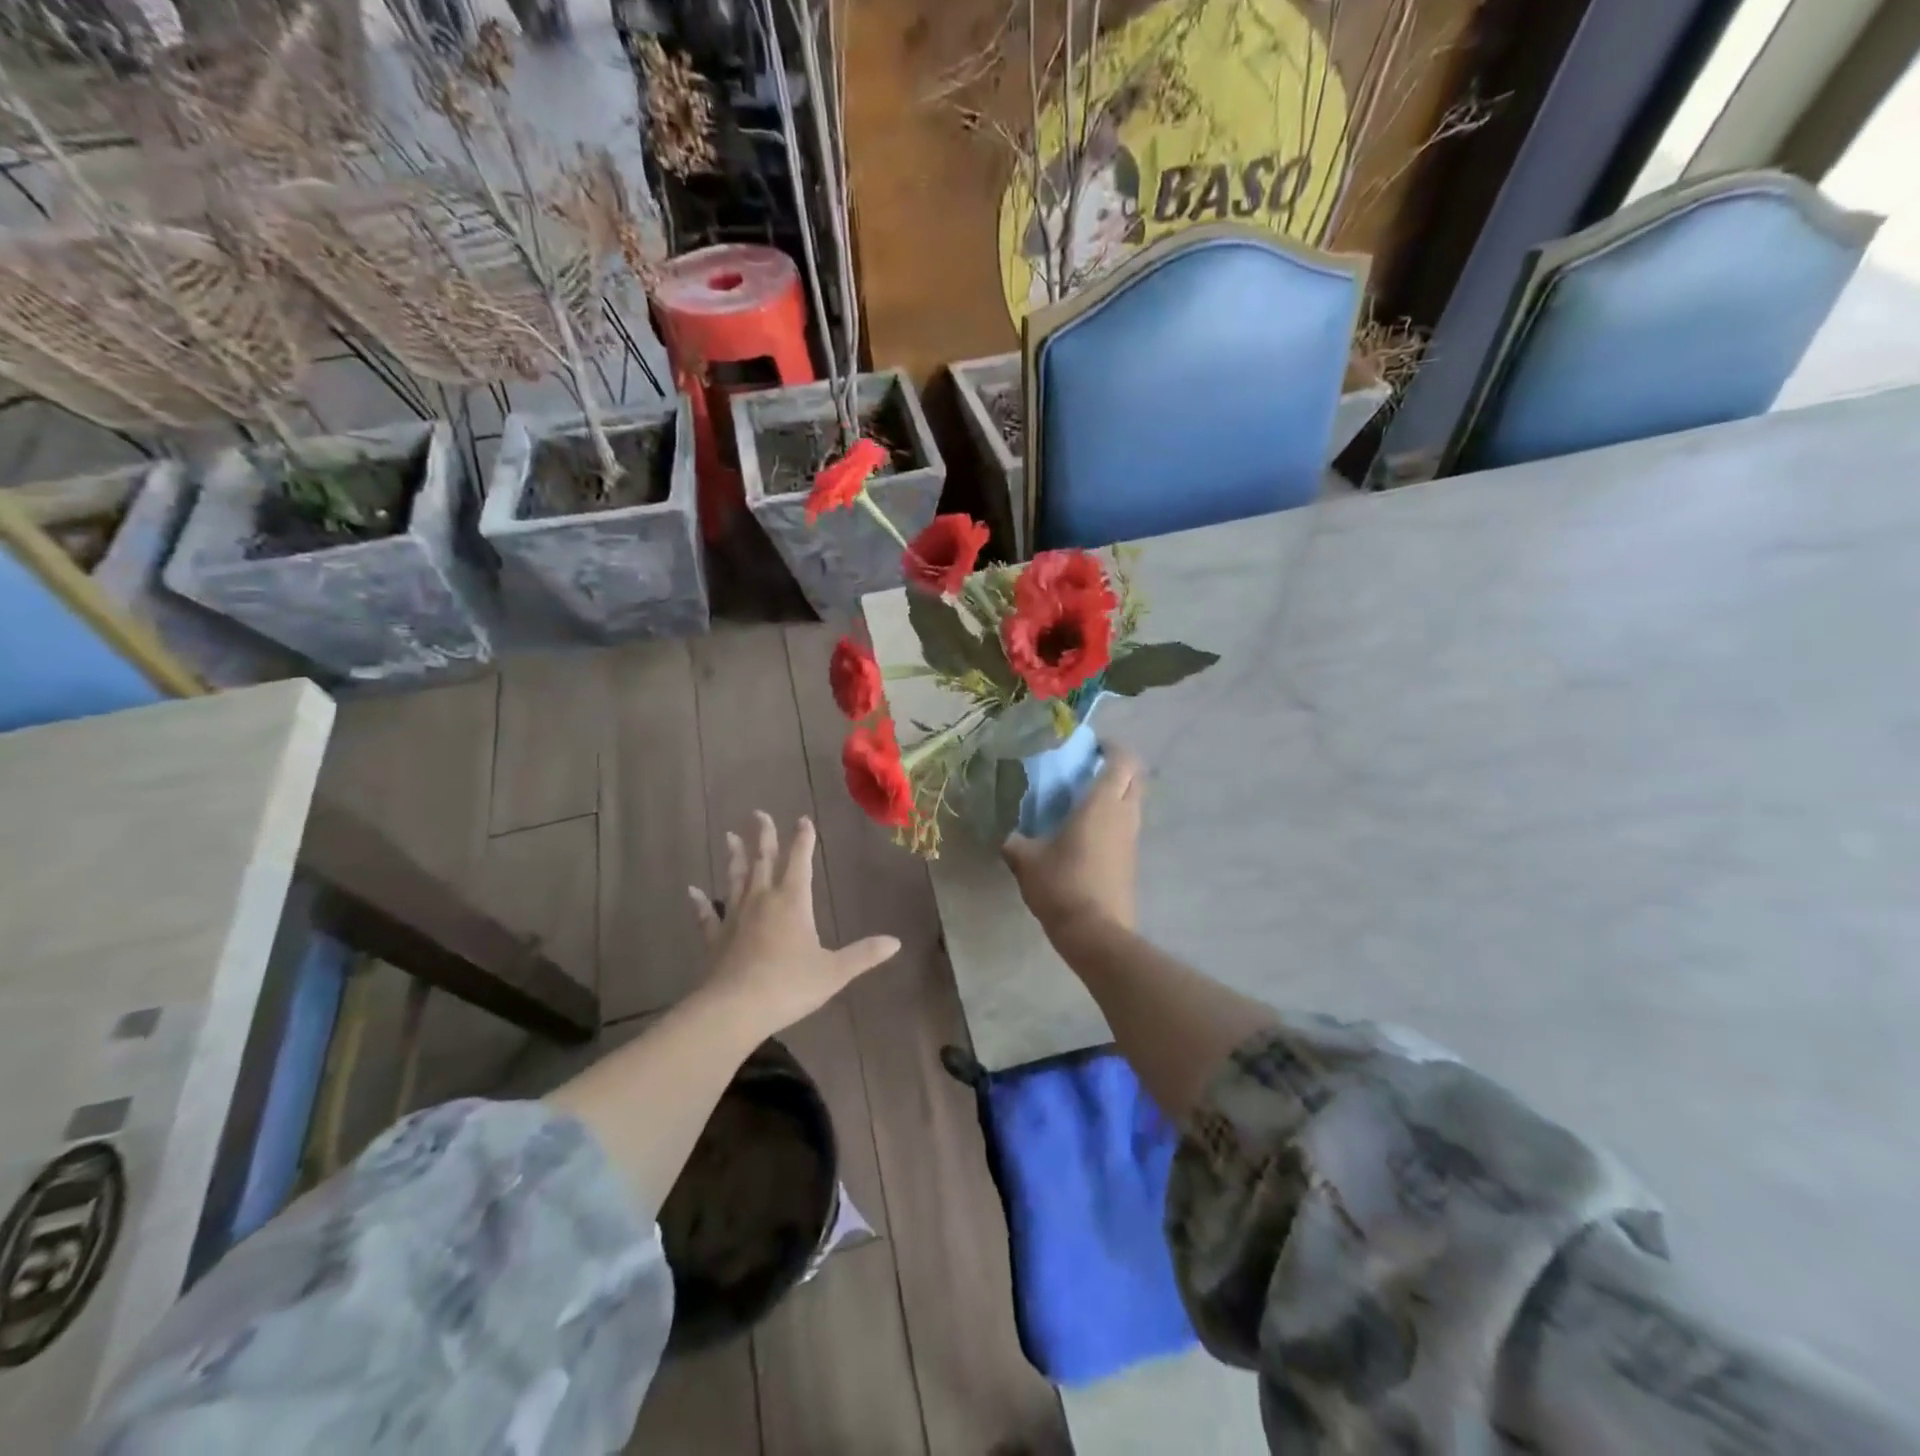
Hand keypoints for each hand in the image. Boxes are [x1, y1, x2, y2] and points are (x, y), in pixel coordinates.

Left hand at [689, 812, 899, 1035]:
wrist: (735, 1009)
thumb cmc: (789, 985)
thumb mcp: (834, 972)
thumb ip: (864, 955)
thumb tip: (896, 942)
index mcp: (792, 902)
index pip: (799, 861)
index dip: (803, 839)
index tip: (802, 819)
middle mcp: (762, 901)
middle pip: (763, 861)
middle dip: (763, 836)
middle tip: (758, 814)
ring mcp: (735, 918)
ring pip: (735, 880)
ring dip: (734, 857)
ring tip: (729, 836)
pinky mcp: (715, 939)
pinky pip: (707, 915)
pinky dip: (699, 903)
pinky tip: (691, 891)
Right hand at [1002, 744, 1144, 934]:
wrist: (1096, 933)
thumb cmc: (1062, 885)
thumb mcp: (1026, 860)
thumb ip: (1014, 841)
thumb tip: (1005, 835)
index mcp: (1102, 803)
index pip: (1121, 760)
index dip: (1111, 747)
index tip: (1091, 745)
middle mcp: (1124, 815)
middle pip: (1134, 778)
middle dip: (1118, 766)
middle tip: (1088, 768)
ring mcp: (1132, 839)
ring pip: (1134, 802)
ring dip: (1118, 792)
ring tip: (1084, 798)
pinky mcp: (1132, 860)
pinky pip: (1128, 825)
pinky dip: (1114, 817)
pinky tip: (1087, 830)